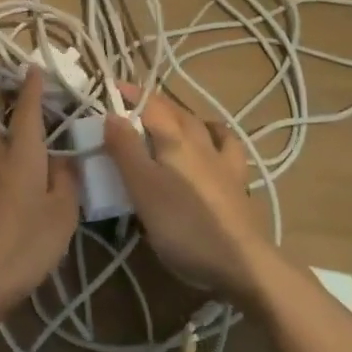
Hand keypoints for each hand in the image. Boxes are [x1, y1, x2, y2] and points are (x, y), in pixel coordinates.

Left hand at [0, 69, 78, 316]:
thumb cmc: (26, 240)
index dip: (32, 87)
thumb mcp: (62, 210)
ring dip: (9, 124)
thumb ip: (65, 177)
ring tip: (35, 128)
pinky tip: (25, 163)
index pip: (26, 108)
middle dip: (12, 101)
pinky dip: (8, 148)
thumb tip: (63, 157)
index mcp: (20, 151)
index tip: (35, 67)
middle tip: (37, 98)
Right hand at [103, 91, 274, 304]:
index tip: (111, 88)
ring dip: (183, 115)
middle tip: (131, 104)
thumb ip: (125, 150)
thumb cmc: (183, 225)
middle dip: (153, 102)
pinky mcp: (238, 183)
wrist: (241, 263)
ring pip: (202, 125)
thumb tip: (111, 113)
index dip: (130, 94)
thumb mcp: (143, 188)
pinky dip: (216, 136)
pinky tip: (212, 142)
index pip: (150, 105)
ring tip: (170, 118)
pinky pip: (227, 147)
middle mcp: (201, 142)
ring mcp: (223, 162)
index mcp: (175, 140)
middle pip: (176, 112)